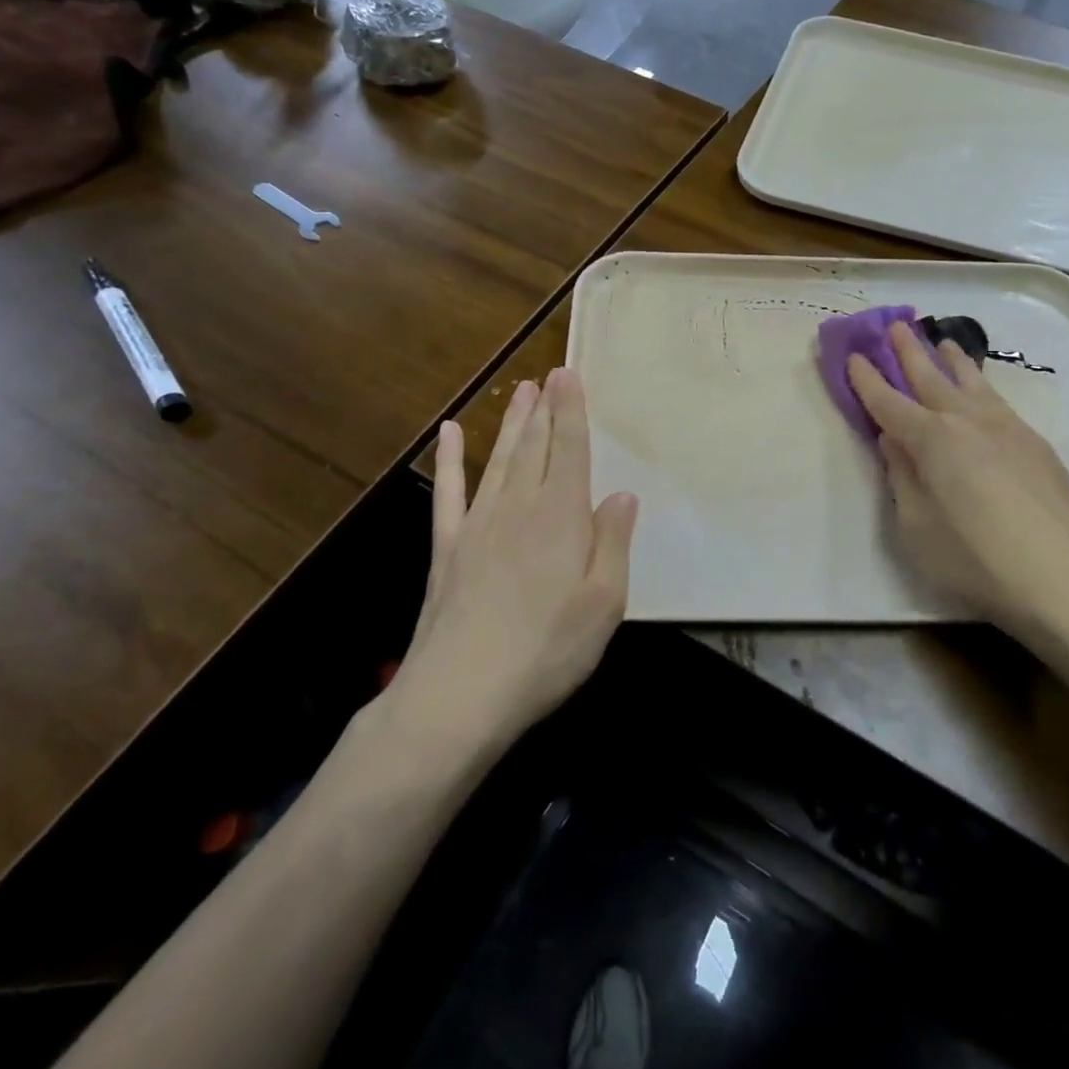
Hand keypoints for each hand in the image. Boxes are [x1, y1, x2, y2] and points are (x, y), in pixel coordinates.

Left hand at [394, 369, 638, 743]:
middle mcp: (519, 508)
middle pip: (535, 447)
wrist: (460, 694)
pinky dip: (450, 460)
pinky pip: (449, 492)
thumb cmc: (547, 651)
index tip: (569, 375)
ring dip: (512, 424)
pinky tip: (450, 433)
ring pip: (500, 460)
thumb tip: (621, 495)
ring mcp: (478, 525)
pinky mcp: (448, 547)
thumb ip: (612, 543)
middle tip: (549, 375)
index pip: (570, 450)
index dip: (572, 411)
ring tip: (521, 392)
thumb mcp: (604, 603)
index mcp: (561, 517)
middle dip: (545, 409)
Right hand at [847, 322, 1068, 641]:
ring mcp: (1006, 427)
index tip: (853, 356)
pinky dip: (981, 385)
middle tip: (896, 325)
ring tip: (943, 342)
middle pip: (930, 377)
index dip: (867, 380)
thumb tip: (893, 442)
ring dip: (952, 360)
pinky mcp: (1035, 443)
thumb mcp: (915, 526)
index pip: (888, 402)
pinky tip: (982, 392)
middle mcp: (966, 421)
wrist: (1061, 574)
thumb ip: (902, 478)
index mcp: (930, 439)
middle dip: (909, 352)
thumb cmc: (973, 557)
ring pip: (972, 382)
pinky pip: (997, 400)